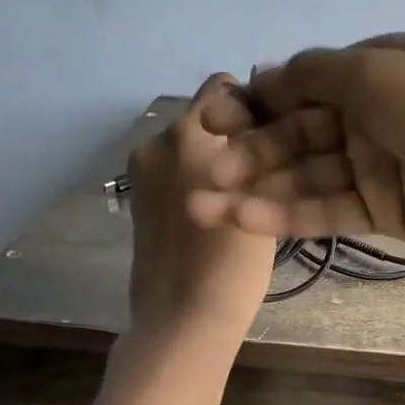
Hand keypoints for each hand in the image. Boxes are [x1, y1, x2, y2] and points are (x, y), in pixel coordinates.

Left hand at [127, 75, 276, 339]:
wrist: (181, 316)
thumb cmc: (234, 261)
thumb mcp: (264, 198)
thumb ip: (260, 153)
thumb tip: (261, 128)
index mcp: (191, 133)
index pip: (222, 88)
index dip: (249, 106)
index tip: (269, 137)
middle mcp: (159, 140)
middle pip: (203, 117)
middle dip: (228, 134)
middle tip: (256, 172)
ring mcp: (141, 170)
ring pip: (186, 145)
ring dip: (209, 158)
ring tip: (235, 197)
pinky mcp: (136, 196)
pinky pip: (171, 170)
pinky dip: (191, 179)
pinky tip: (210, 213)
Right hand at [189, 35, 404, 294]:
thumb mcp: (380, 72)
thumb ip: (315, 73)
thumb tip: (268, 75)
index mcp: (381, 66)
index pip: (305, 82)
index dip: (258, 102)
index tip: (214, 121)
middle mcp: (378, 113)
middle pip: (300, 131)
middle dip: (251, 152)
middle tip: (204, 174)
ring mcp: (383, 164)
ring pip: (308, 175)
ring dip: (258, 189)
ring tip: (204, 210)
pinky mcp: (388, 211)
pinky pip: (331, 209)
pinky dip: (290, 214)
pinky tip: (246, 221)